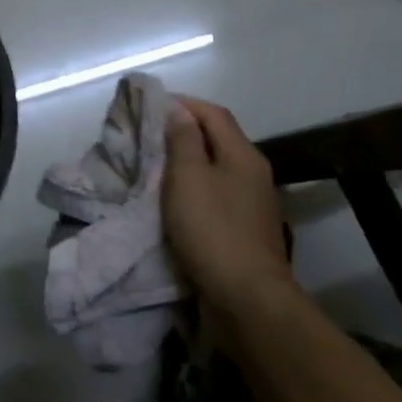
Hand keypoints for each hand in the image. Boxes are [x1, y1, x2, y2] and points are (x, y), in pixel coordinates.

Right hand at [163, 97, 292, 316]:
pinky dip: (193, 190)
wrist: (247, 298)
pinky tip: (174, 201)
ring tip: (154, 167)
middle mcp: (254, 174)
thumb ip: (183, 141)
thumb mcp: (188, 177)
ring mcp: (253, 204)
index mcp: (243, 155)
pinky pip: (216, 196)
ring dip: (187, 163)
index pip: (214, 114)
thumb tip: (179, 111)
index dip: (183, 104)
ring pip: (216, 169)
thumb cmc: (213, 229)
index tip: (150, 106)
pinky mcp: (245, 231)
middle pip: (218, 140)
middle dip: (183, 132)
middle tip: (147, 136)